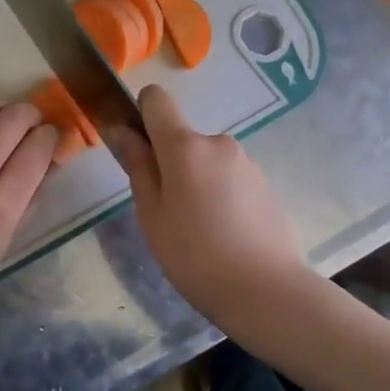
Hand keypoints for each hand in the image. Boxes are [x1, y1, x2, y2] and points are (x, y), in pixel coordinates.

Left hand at [0, 101, 59, 325]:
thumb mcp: (5, 242)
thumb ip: (27, 201)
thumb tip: (45, 168)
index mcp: (2, 204)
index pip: (36, 150)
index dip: (50, 136)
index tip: (52, 135)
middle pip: (10, 121)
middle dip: (29, 114)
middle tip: (34, 120)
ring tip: (6, 115)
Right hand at [115, 84, 307, 315]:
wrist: (267, 291)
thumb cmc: (195, 255)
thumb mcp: (152, 215)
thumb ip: (138, 167)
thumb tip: (123, 130)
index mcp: (185, 146)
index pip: (156, 99)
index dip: (141, 115)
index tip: (139, 150)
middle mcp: (219, 143)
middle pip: (182, 138)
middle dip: (170, 163)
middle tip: (168, 212)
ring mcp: (247, 163)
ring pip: (207, 161)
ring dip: (197, 182)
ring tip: (199, 231)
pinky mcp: (266, 184)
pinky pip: (230, 179)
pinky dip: (221, 196)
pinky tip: (225, 235)